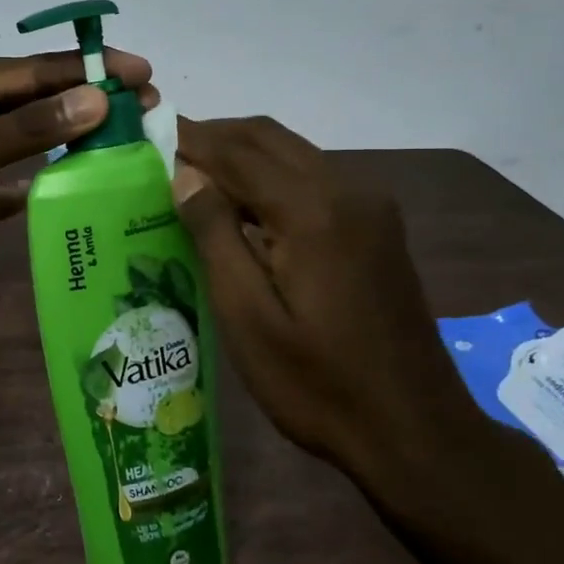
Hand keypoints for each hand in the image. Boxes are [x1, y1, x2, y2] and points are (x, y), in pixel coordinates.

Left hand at [0, 51, 157, 310]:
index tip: (144, 73)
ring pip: (23, 139)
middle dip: (86, 104)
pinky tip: (70, 189)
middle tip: (146, 112)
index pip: (32, 70)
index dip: (89, 70)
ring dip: (67, 142)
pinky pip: (6, 181)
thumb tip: (96, 98)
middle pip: (33, 101)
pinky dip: (34, 183)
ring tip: (122, 147)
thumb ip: (23, 129)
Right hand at [172, 116, 472, 475]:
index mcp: (313, 211)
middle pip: (270, 139)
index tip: (150, 133)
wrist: (414, 431)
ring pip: (295, 155)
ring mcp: (371, 208)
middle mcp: (348, 191)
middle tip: (167, 151)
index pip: (238, 152)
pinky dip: (273, 177)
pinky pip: (315, 180)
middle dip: (217, 137)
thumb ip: (215, 236)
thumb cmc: (316, 384)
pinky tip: (246, 208)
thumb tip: (185, 175)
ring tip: (195, 177)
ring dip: (245, 155)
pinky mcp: (378, 228)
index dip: (191, 139)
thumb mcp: (248, 317)